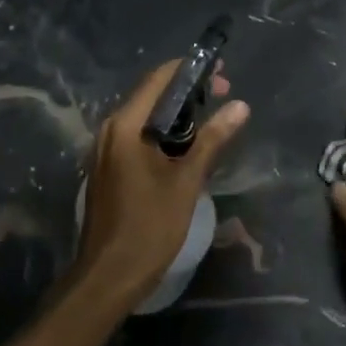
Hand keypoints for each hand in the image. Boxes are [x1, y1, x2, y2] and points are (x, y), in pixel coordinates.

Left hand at [72, 59, 249, 309]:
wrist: (109, 275)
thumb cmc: (149, 226)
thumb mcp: (186, 181)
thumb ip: (212, 139)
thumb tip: (240, 106)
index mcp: (125, 125)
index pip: (159, 79)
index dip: (190, 70)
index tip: (221, 72)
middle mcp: (110, 129)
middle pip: (151, 95)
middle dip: (187, 91)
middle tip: (224, 95)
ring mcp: (105, 149)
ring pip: (145, 117)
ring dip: (177, 114)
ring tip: (211, 119)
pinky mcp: (108, 167)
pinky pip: (138, 136)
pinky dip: (163, 133)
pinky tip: (186, 146)